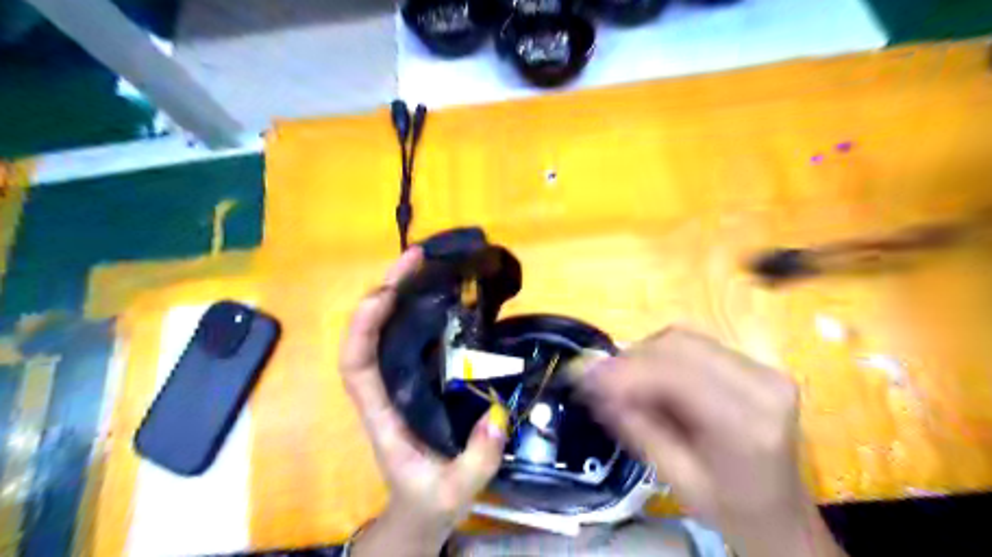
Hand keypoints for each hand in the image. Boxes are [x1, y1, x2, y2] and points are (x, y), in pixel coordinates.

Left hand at [341, 248, 509, 556]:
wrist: (421, 512)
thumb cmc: (428, 501)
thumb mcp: (454, 492)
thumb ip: (475, 462)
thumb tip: (497, 418)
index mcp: (381, 414)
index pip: (356, 365)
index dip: (362, 327)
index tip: (386, 293)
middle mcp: (383, 389)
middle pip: (370, 334)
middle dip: (386, 292)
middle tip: (416, 258)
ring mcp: (399, 382)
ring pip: (388, 331)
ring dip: (401, 294)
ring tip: (426, 264)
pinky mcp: (417, 380)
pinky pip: (411, 339)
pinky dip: (419, 312)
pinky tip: (441, 295)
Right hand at [584, 326, 843, 556]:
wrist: (780, 510)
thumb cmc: (727, 507)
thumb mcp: (674, 477)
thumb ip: (635, 425)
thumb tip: (593, 384)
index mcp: (748, 426)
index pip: (676, 376)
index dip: (625, 370)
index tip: (584, 376)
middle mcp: (763, 385)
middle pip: (680, 345)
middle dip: (630, 358)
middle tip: (597, 377)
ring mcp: (764, 368)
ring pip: (685, 338)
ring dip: (644, 353)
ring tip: (621, 379)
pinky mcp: (757, 363)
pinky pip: (695, 344)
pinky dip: (662, 354)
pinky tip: (649, 375)